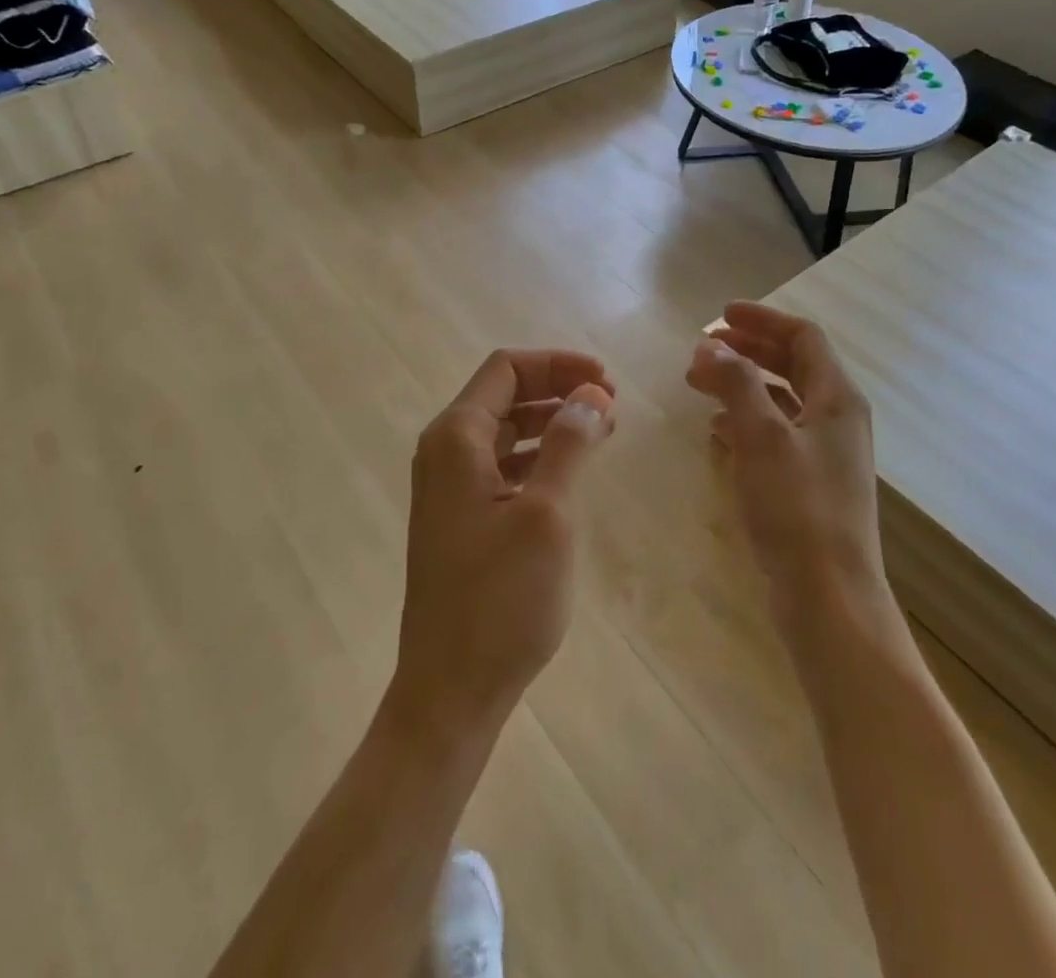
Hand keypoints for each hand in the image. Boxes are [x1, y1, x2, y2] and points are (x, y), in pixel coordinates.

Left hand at [392, 349, 615, 739]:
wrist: (450, 691)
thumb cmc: (499, 600)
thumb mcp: (545, 516)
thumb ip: (568, 445)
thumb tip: (591, 394)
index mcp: (456, 439)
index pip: (507, 369)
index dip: (558, 365)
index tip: (606, 382)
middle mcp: (445, 452)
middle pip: (504, 394)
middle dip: (557, 390)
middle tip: (610, 406)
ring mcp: (449, 487)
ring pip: (505, 430)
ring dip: (551, 422)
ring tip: (601, 432)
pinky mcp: (461, 518)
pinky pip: (502, 465)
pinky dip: (538, 456)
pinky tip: (570, 472)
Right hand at [686, 302, 885, 606]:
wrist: (829, 598)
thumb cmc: (797, 509)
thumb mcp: (763, 436)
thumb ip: (737, 383)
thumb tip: (713, 344)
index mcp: (837, 398)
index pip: (803, 337)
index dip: (762, 319)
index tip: (720, 316)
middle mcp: (836, 419)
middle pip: (792, 365)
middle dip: (748, 350)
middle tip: (703, 348)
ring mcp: (824, 454)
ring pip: (780, 400)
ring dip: (742, 384)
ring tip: (699, 384)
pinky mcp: (808, 484)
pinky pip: (774, 435)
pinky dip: (745, 421)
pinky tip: (716, 430)